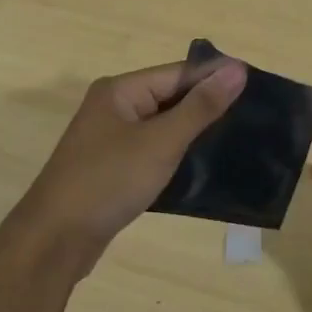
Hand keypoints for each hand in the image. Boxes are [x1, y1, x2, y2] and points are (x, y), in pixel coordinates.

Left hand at [1, 57, 247, 278]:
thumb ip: (200, 107)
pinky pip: (152, 152)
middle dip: (207, 106)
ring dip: (194, 133)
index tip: (256, 85)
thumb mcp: (160, 142)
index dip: (215, 78)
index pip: (178, 74)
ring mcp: (110, 140)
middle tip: (254, 115)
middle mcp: (113, 108)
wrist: (54, 240)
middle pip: (170, 98)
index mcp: (120, 90)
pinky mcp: (113, 169)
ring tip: (238, 139)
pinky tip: (205, 166)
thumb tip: (237, 70)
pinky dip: (176, 156)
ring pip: (162, 127)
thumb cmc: (108, 181)